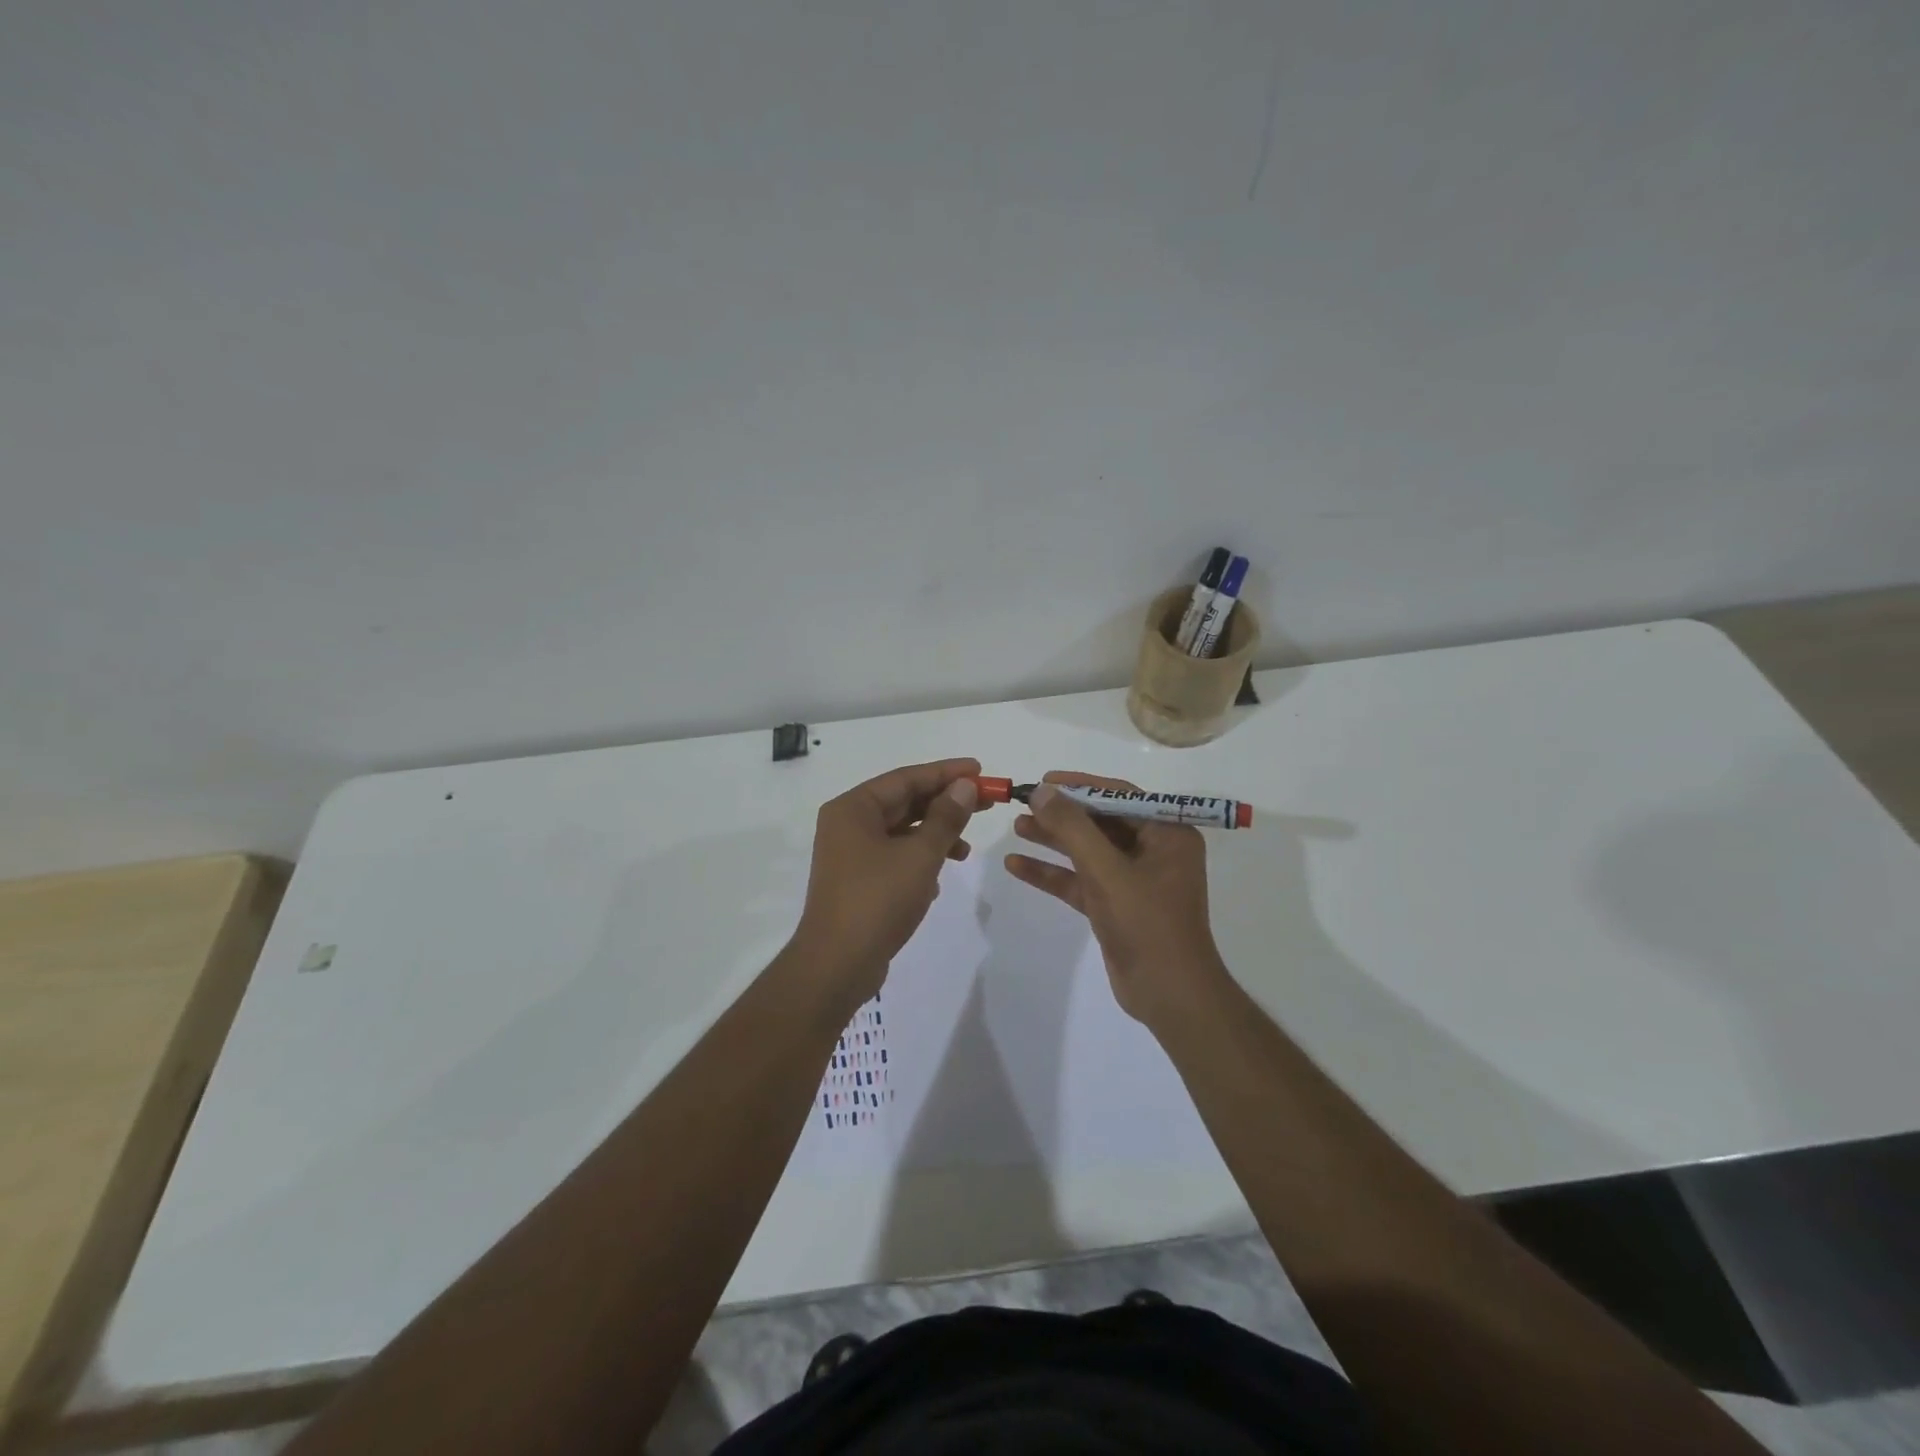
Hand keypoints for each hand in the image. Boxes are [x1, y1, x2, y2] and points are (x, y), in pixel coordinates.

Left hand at [789, 758, 981, 1007]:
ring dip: (935, 835)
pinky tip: (938, 879)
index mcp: (853, 808)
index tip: (980, 770)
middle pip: (904, 802)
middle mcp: (847, 825)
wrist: (837, 965)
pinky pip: (895, 857)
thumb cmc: (877, 900)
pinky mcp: (858, 882)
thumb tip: (965, 786)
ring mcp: (850, 855)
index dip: (946, 773)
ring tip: (966, 850)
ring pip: (901, 832)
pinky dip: (919, 860)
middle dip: (945, 803)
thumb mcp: (920, 855)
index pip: (906, 778)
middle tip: (987, 802)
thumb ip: (946, 818)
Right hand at [1004, 771, 1227, 1025]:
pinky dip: (1053, 874)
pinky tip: (1017, 865)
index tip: (1044, 781)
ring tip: (1016, 827)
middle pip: (1100, 822)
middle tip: (1023, 804)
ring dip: (1053, 841)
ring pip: (1087, 851)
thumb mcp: (1107, 870)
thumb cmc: (1147, 923)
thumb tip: (1043, 791)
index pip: (1120, 796)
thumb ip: (1073, 828)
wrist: (1169, 995)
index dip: (1080, 786)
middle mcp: (1154, 851)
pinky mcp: (1116, 906)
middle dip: (1062, 814)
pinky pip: (1081, 881)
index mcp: (1168, 834)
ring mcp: (1134, 880)